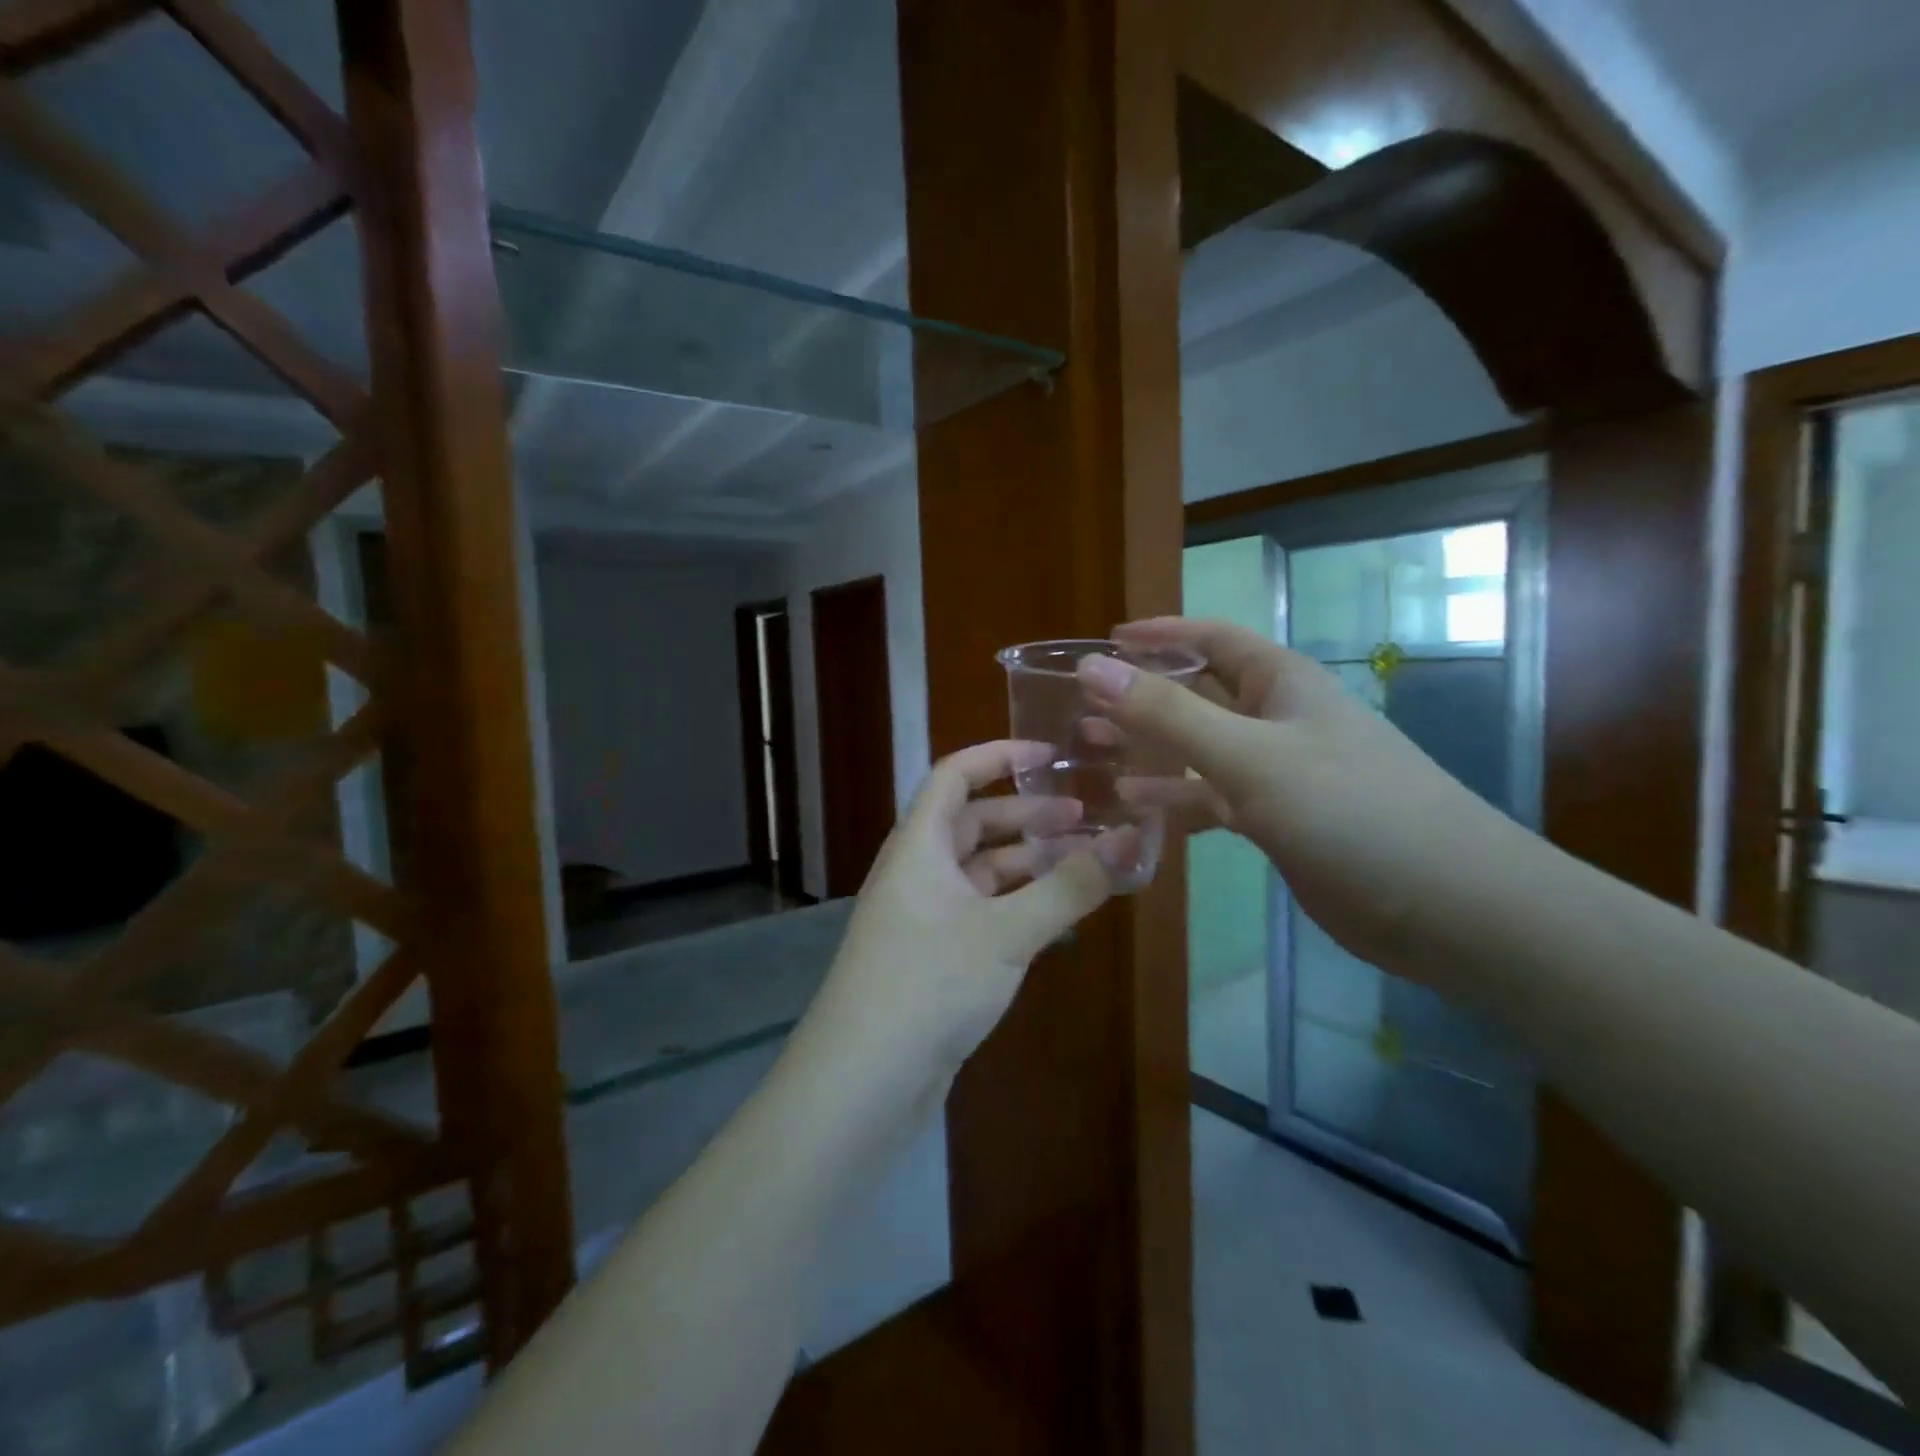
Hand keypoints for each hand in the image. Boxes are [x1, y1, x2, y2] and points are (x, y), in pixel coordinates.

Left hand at [797, 741, 1123, 1100]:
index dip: (998, 756)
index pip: (954, 775)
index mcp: (919, 845)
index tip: (1050, 755)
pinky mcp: (933, 957)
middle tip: (1084, 817)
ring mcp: (922, 916)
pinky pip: (980, 911)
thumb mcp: (1006, 933)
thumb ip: (1070, 887)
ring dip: (1025, 862)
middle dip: (1025, 815)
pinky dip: (1016, 904)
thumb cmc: (928, 985)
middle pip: (971, 823)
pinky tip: (1055, 917)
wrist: (862, 1081)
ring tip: (1081, 862)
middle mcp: (916, 871)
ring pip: (979, 871)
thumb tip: (1132, 839)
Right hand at [1079, 617, 1514, 970]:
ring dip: (1149, 749)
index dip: (1157, 635)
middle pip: (1197, 693)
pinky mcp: (1276, 820)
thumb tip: (1093, 667)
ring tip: (1092, 753)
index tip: (1103, 643)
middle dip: (1141, 697)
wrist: (1446, 905)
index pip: (1209, 639)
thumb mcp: (1249, 756)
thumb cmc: (1350, 811)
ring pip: (1199, 749)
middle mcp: (1276, 718)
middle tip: (1080, 709)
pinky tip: (1134, 808)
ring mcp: (1277, 772)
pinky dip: (1173, 800)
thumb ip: (1168, 713)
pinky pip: (1210, 798)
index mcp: (1280, 682)